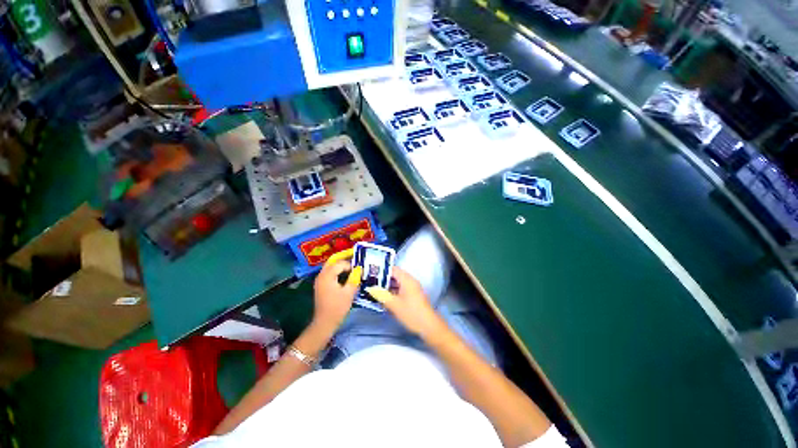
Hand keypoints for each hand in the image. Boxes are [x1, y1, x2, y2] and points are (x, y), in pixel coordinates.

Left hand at [312, 249, 361, 331]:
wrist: (324, 323)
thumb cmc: (337, 308)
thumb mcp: (349, 293)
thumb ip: (354, 278)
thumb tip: (359, 269)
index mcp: (327, 276)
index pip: (340, 263)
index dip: (350, 264)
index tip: (359, 268)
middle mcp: (321, 275)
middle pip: (333, 260)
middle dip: (343, 257)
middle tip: (354, 255)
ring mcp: (320, 280)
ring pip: (330, 265)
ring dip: (340, 263)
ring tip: (352, 263)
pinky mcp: (321, 284)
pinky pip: (329, 272)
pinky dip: (337, 269)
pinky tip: (345, 273)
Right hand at [366, 267, 445, 337]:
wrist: (429, 326)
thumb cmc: (411, 313)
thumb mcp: (394, 305)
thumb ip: (381, 295)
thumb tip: (370, 289)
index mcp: (406, 279)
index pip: (393, 269)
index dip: (382, 270)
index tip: (371, 274)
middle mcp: (410, 280)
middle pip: (395, 275)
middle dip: (383, 279)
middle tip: (371, 283)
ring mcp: (413, 287)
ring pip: (398, 282)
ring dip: (388, 286)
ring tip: (375, 290)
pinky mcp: (414, 295)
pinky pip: (401, 288)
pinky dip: (394, 291)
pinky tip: (386, 298)